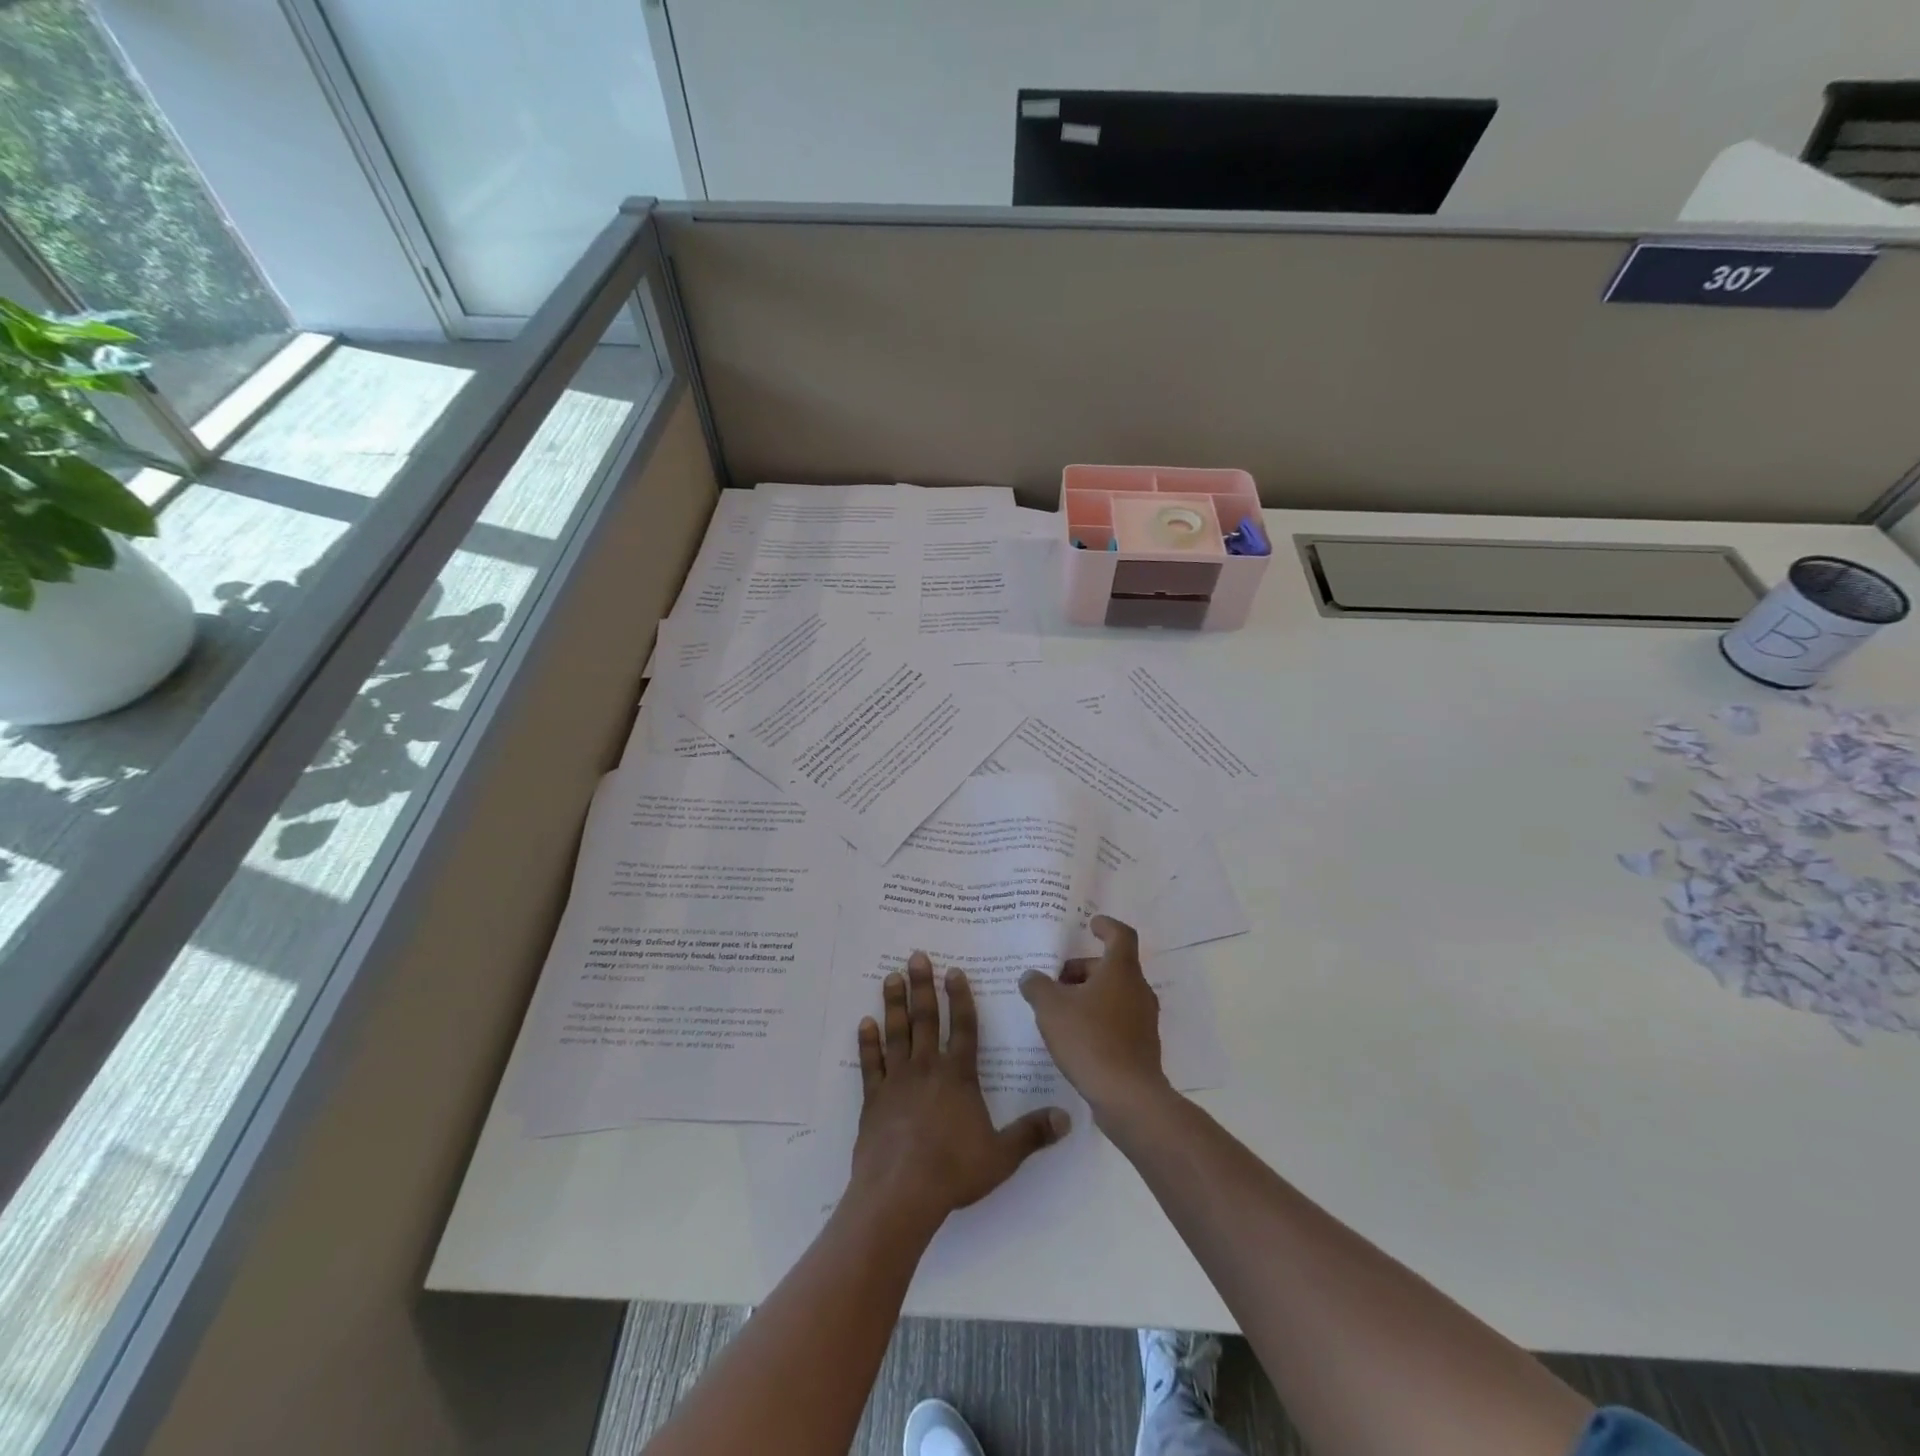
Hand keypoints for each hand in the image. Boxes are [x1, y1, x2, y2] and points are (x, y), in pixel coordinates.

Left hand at [849, 951, 1070, 1228]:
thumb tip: (1068, 1118)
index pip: (963, 1027)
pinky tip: (865, 1023)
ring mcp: (898, 1081)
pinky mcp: (874, 1099)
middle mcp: (927, 1069)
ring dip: (894, 1004)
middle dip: (922, 986)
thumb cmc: (954, 1171)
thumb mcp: (1002, 1156)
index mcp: (958, 1076)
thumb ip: (1032, 1134)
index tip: (954, 971)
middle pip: (926, 1019)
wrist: (900, 1193)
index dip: (960, 998)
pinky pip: (871, 1064)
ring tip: (891, 978)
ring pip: (896, 1033)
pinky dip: (868, 1043)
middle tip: (916, 957)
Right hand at [1019, 916, 1171, 1123]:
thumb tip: (1031, 976)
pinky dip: (1098, 1019)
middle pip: (1112, 968)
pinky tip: (1074, 1038)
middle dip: (1083, 969)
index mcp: (1120, 971)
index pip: (1120, 935)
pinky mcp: (1142, 1047)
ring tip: (1059, 1010)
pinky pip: (1118, 1021)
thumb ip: (1037, 986)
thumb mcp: (1051, 1008)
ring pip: (1115, 995)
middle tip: (1055, 981)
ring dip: (1089, 996)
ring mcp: (1144, 1020)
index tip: (1090, 924)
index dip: (1105, 926)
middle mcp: (1138, 990)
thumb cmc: (1089, 1039)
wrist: (1127, 1096)